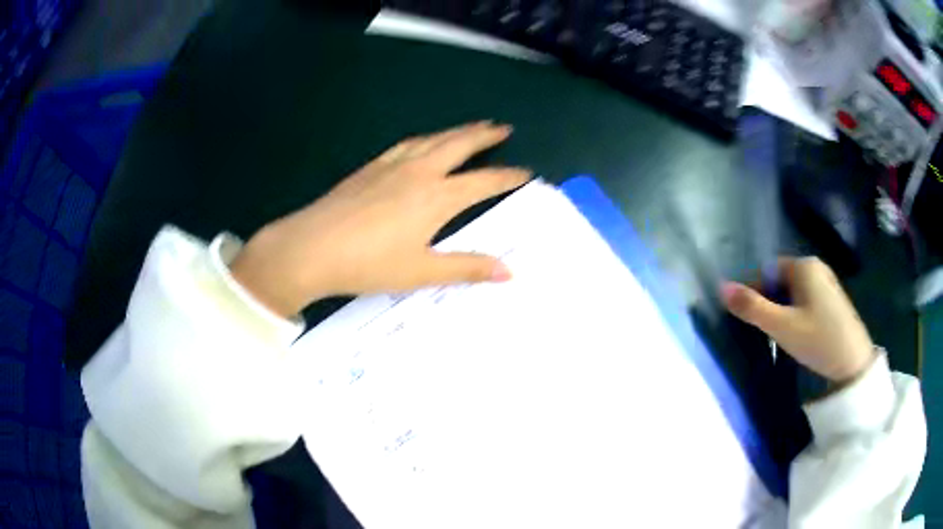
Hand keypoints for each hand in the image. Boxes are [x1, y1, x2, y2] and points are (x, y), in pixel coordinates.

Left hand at [230, 121, 531, 317]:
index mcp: (436, 197)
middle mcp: (419, 172)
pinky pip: (406, 144)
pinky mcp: (370, 168)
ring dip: (456, 132)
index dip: (508, 177)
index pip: (483, 182)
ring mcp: (392, 166)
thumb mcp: (422, 272)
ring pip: (432, 140)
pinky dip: (424, 139)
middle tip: (502, 128)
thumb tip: (509, 272)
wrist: (311, 248)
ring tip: (471, 127)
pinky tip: (422, 142)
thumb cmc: (369, 264)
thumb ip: (467, 268)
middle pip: (459, 145)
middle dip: (484, 136)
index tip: (526, 173)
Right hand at [721, 257, 876, 383]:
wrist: (853, 363)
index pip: (766, 271)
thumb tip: (721, 288)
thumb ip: (752, 307)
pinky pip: (805, 299)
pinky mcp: (832, 299)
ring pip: (792, 292)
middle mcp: (815, 267)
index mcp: (803, 265)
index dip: (753, 293)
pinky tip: (798, 333)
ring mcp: (826, 282)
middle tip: (764, 330)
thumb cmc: (818, 340)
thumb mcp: (781, 327)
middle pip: (780, 280)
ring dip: (781, 310)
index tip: (748, 320)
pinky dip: (795, 313)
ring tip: (779, 335)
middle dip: (768, 302)